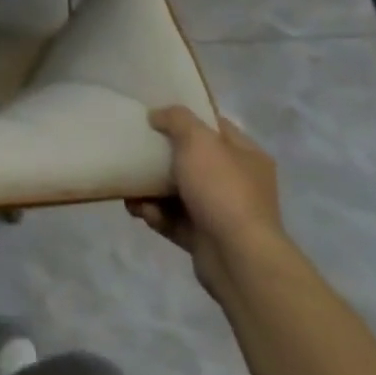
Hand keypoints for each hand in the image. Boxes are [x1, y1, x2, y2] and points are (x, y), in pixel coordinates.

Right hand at [128, 107, 284, 302]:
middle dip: (161, 157)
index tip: (154, 115)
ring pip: (179, 192)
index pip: (214, 126)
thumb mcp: (198, 140)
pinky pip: (173, 220)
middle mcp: (238, 182)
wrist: (238, 259)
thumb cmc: (222, 189)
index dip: (186, 118)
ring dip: (151, 188)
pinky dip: (156, 214)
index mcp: (246, 155)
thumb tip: (157, 115)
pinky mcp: (205, 239)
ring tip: (129, 186)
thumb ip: (176, 119)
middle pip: (192, 160)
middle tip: (134, 151)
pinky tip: (139, 210)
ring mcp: (222, 213)